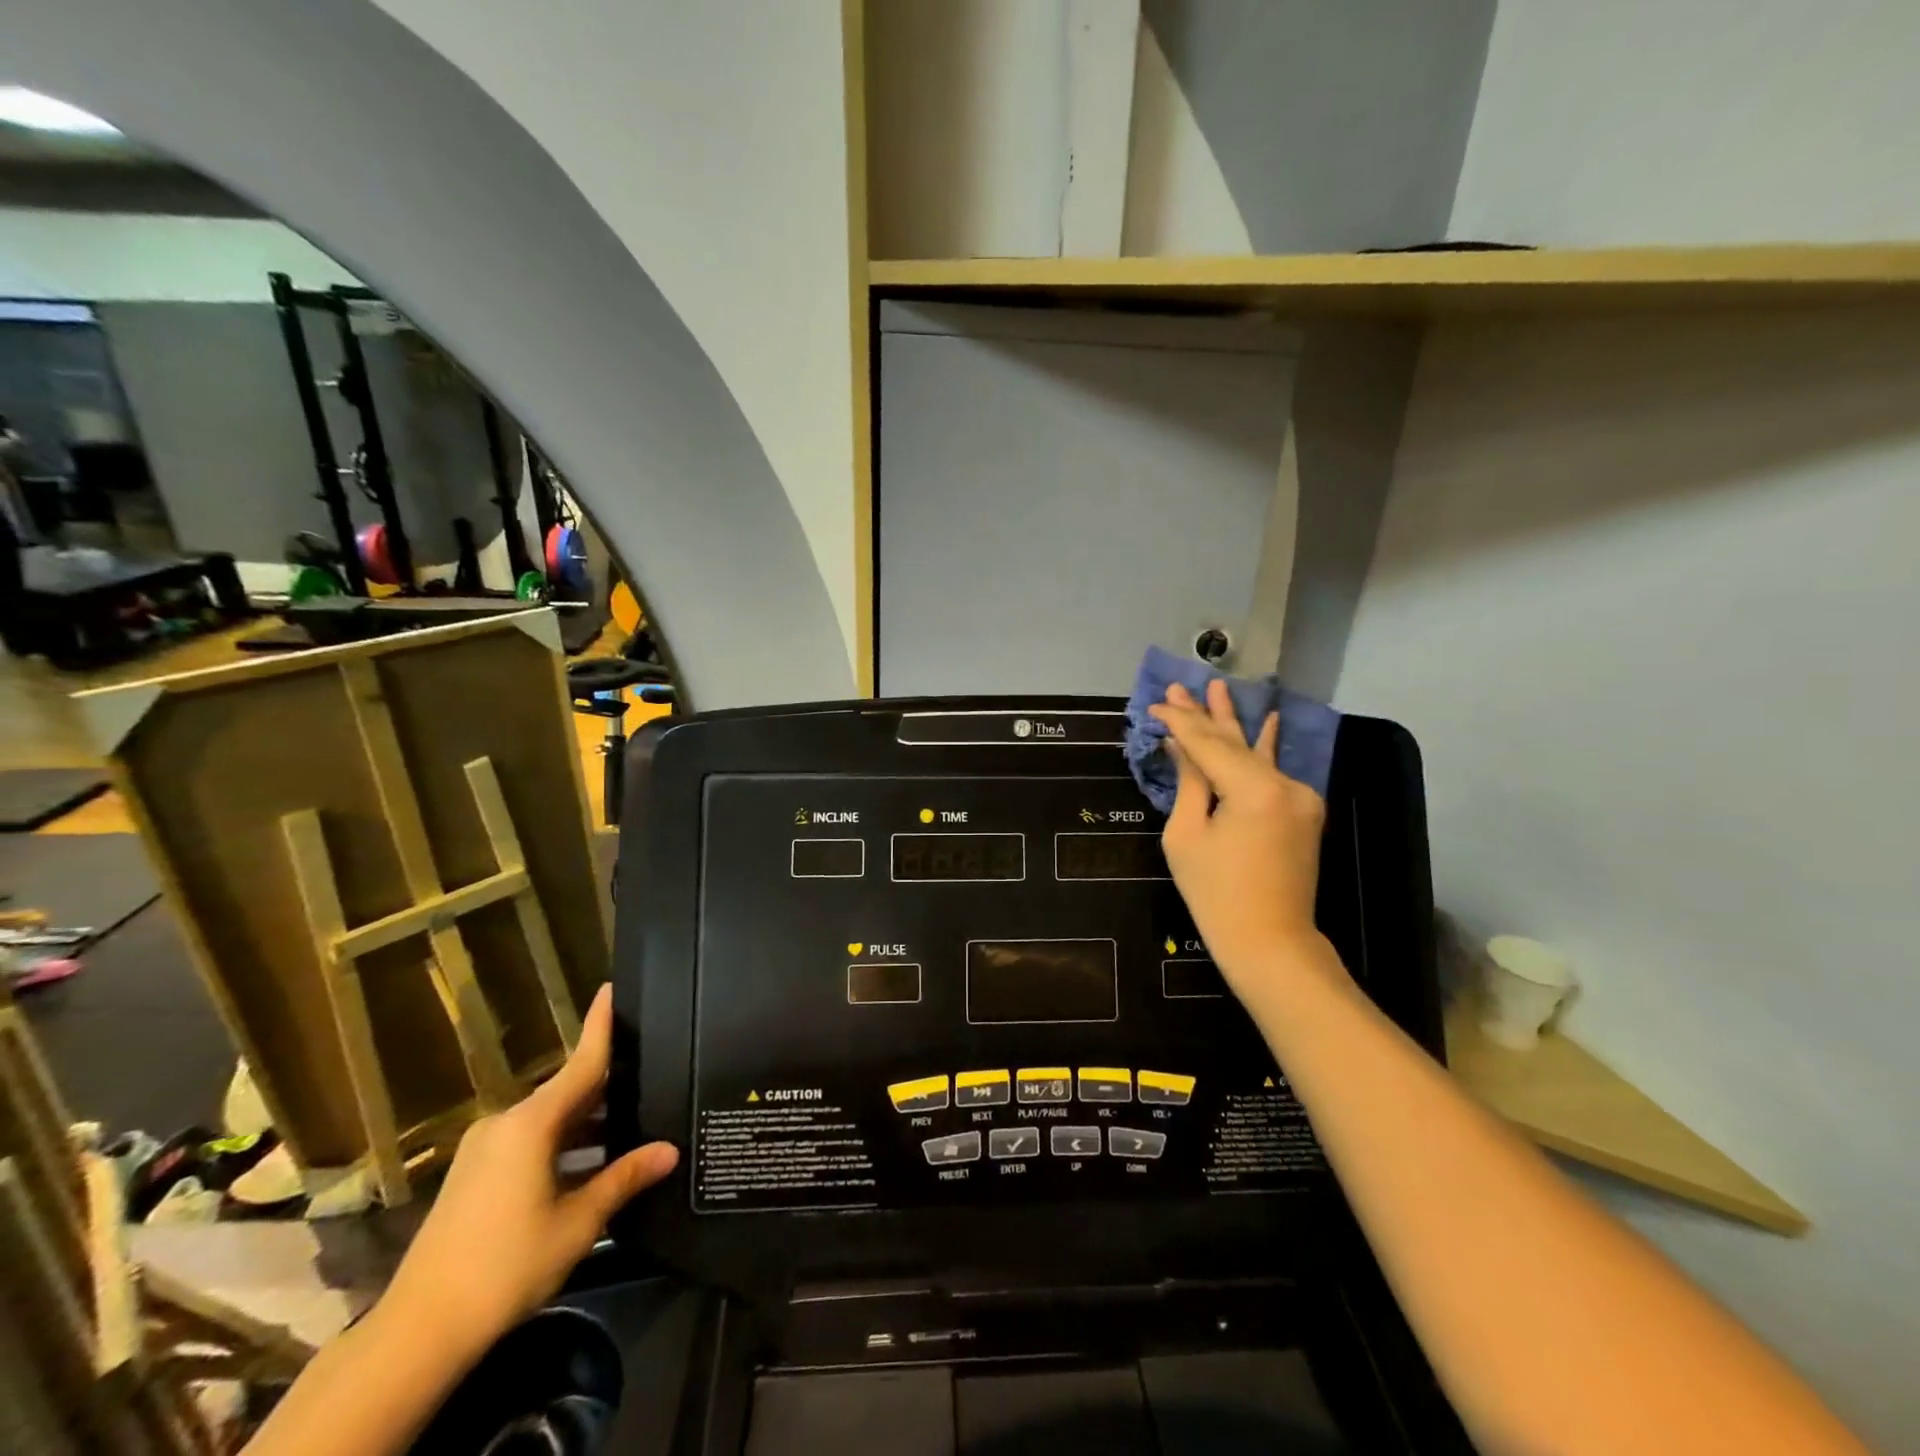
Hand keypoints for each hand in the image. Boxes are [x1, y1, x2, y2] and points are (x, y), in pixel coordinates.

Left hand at [379, 985, 677, 1354]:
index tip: (613, 986)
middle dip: (607, 1084)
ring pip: (549, 1120)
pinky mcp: (474, 1174)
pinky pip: (529, 1141)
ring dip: (586, 1122)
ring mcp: (485, 1149)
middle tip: (649, 1072)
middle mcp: (506, 1123)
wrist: (418, 1332)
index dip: (600, 1025)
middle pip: (567, 1091)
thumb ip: (625, 1178)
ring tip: (630, 1123)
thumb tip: (671, 1150)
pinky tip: (589, 1162)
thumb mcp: (578, 1222)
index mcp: (532, 1124)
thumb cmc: (506, 1266)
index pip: (580, 1061)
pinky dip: (562, 1143)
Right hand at [1149, 680, 1340, 992]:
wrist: (1270, 942)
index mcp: (1254, 790)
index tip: (1155, 705)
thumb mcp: (1187, 836)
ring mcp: (1299, 796)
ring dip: (1234, 724)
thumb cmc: (1216, 895)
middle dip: (1205, 714)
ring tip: (1219, 688)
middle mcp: (1284, 784)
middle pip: (1235, 741)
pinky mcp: (1302, 811)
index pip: (1209, 744)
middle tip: (1181, 685)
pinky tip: (1270, 719)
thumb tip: (1180, 745)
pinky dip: (1263, 748)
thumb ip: (1190, 782)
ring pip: (1256, 753)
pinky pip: (1273, 772)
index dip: (1180, 723)